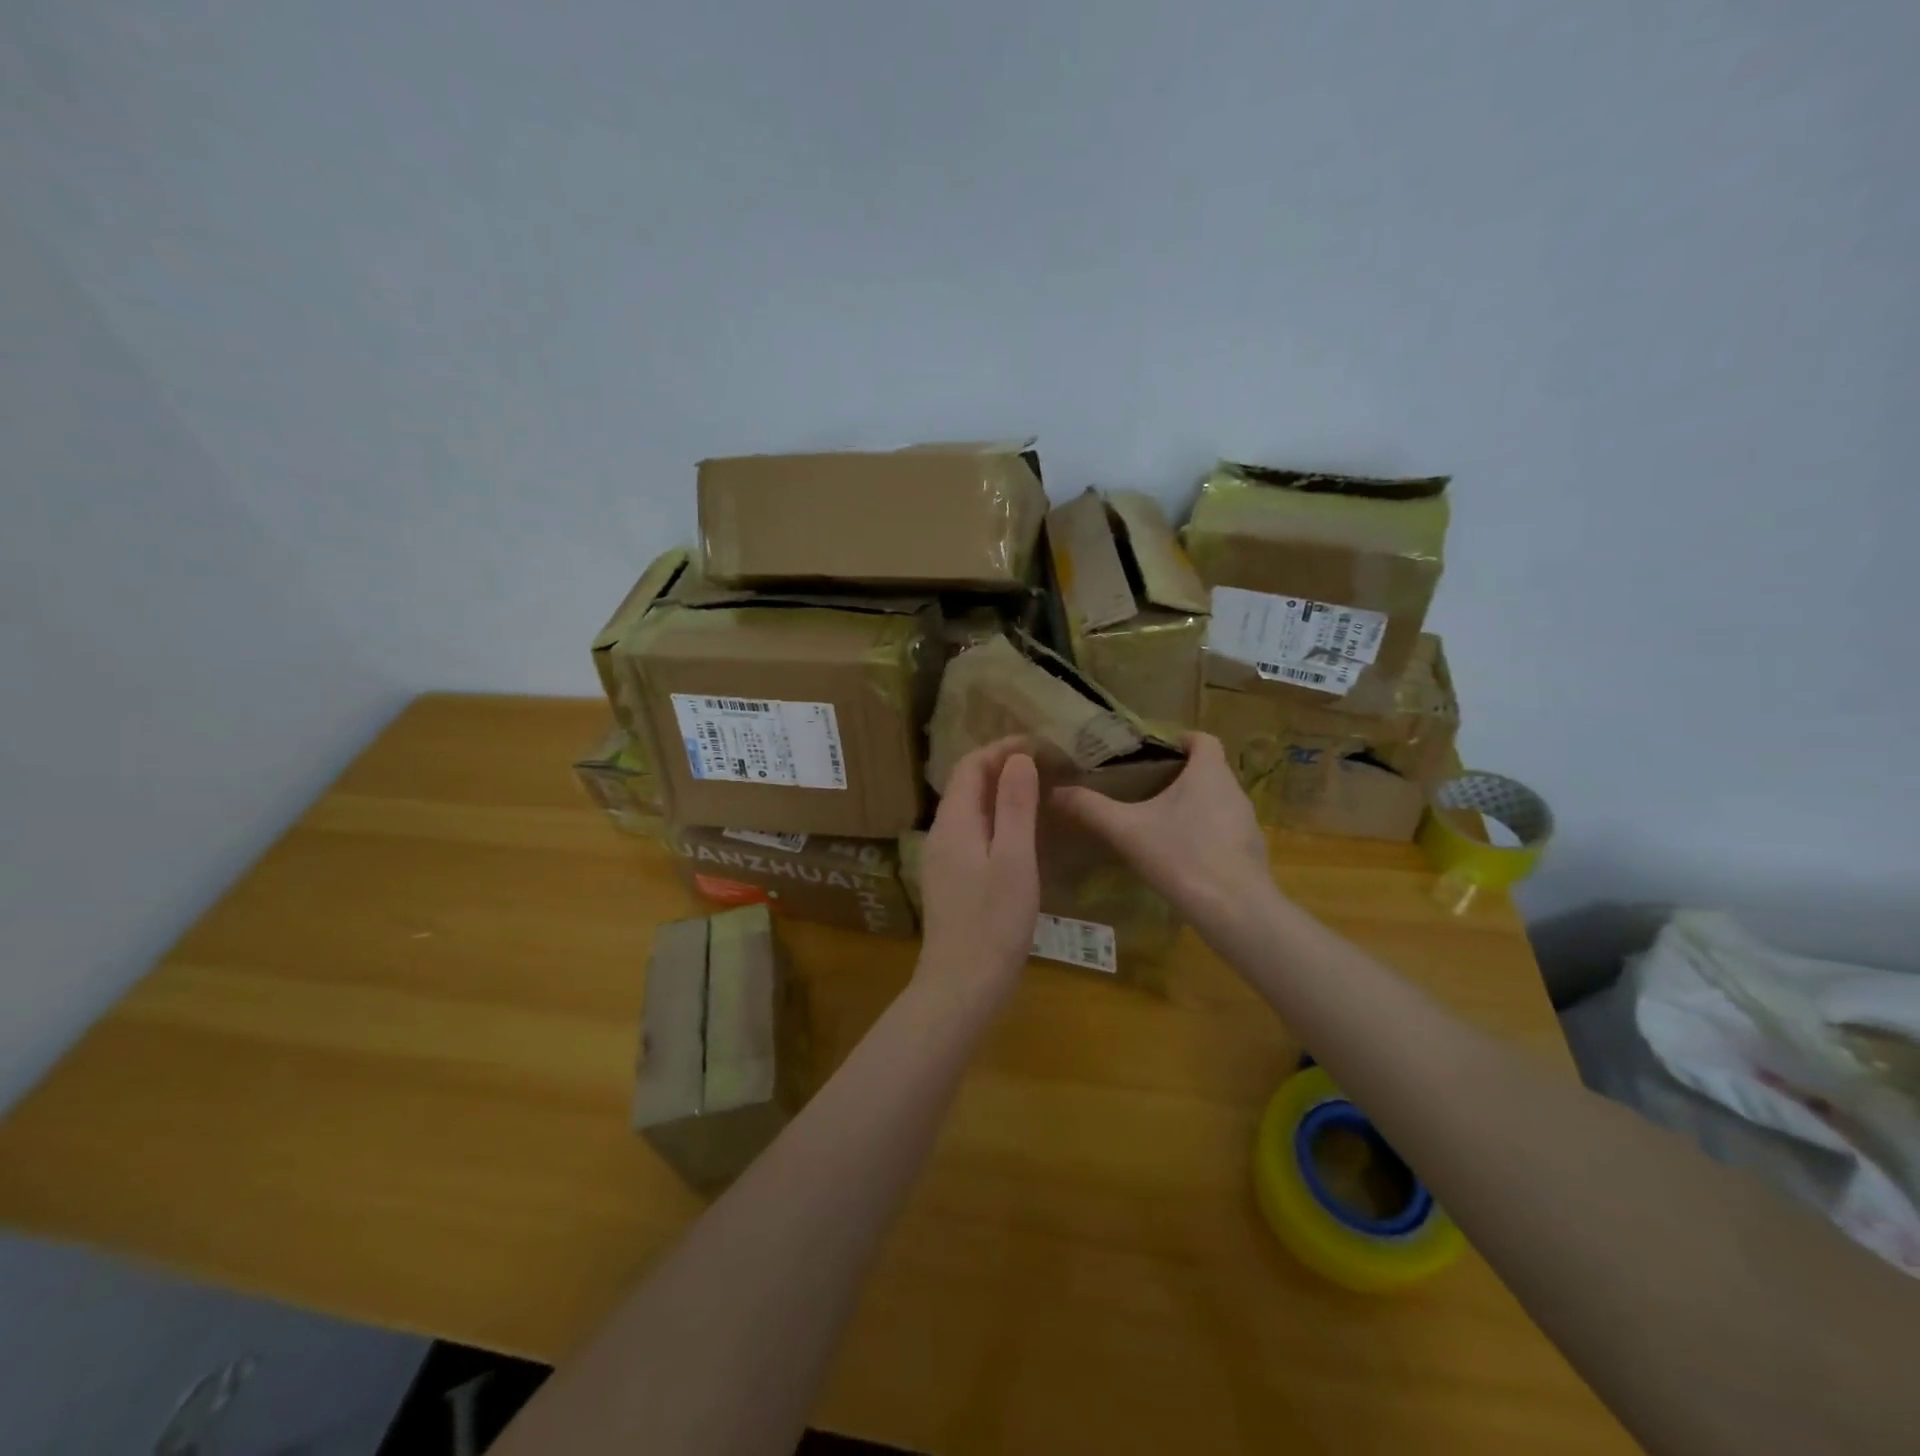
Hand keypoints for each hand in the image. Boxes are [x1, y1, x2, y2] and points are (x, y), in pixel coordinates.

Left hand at [916, 739, 1040, 1005]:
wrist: (961, 986)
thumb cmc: (993, 922)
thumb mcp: (1015, 860)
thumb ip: (1015, 806)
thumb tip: (1017, 758)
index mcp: (954, 822)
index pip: (970, 765)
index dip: (1001, 748)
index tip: (1038, 744)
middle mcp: (941, 833)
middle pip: (966, 784)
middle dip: (1000, 766)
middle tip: (1043, 765)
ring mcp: (942, 859)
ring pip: (969, 809)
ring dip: (998, 793)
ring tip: (1037, 791)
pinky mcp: (950, 880)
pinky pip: (972, 832)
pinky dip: (996, 819)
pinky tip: (1021, 833)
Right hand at [1051, 732, 1274, 939]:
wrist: (1235, 910)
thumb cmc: (1181, 856)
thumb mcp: (1126, 830)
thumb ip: (1091, 808)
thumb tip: (1055, 792)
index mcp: (1209, 773)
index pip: (1203, 739)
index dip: (1181, 740)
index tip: (1155, 753)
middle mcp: (1234, 790)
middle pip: (1209, 770)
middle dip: (1179, 776)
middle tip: (1144, 789)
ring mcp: (1247, 823)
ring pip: (1217, 802)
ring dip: (1193, 806)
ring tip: (1159, 823)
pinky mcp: (1252, 853)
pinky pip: (1224, 831)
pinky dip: (1205, 834)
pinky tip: (1181, 856)